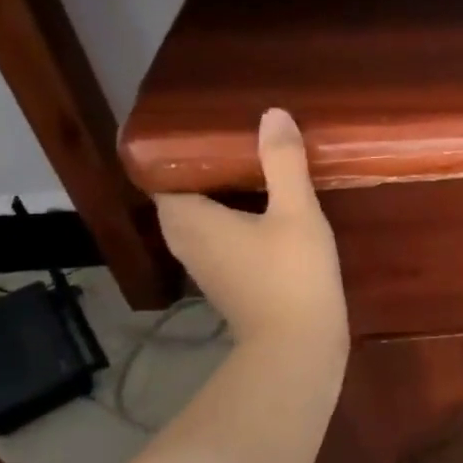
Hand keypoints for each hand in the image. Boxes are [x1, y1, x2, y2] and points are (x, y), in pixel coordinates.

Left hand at [155, 109, 347, 355]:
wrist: (298, 347)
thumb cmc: (292, 275)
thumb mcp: (296, 212)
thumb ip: (283, 162)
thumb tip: (272, 115)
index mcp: (189, 219)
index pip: (163, 172)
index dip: (183, 148)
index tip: (214, 128)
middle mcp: (185, 241)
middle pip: (182, 193)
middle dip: (206, 167)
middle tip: (240, 140)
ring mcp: (204, 265)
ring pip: (200, 217)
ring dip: (220, 194)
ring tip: (254, 167)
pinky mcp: (225, 282)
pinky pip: (217, 237)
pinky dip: (231, 219)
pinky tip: (265, 208)